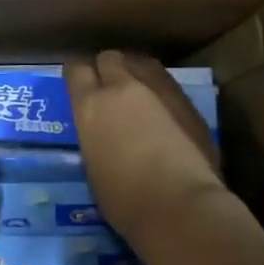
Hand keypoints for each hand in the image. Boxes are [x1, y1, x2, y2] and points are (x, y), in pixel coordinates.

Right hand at [65, 51, 223, 244]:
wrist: (181, 206)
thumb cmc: (126, 200)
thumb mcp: (94, 166)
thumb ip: (96, 137)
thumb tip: (103, 133)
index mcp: (90, 105)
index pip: (76, 69)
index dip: (77, 74)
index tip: (78, 83)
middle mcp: (122, 87)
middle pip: (110, 58)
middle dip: (107, 68)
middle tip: (108, 87)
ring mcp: (158, 90)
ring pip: (141, 63)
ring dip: (135, 72)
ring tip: (137, 91)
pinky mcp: (187, 101)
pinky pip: (166, 81)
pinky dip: (159, 88)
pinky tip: (162, 107)